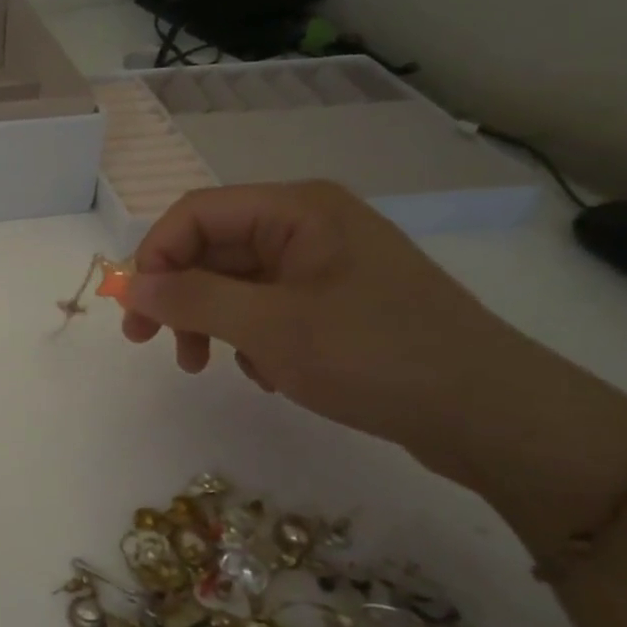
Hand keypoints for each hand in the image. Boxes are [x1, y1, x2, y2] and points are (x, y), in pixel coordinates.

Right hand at [119, 182, 545, 472]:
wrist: (494, 416)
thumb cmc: (376, 356)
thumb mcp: (271, 328)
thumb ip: (192, 300)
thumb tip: (132, 286)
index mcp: (296, 210)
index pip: (196, 214)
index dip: (155, 256)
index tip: (134, 312)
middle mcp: (308, 226)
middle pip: (214, 248)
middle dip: (180, 297)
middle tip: (154, 347)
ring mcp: (325, 266)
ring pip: (237, 283)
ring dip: (211, 323)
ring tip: (207, 369)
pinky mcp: (338, 303)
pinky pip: (268, 309)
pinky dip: (251, 339)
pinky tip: (269, 375)